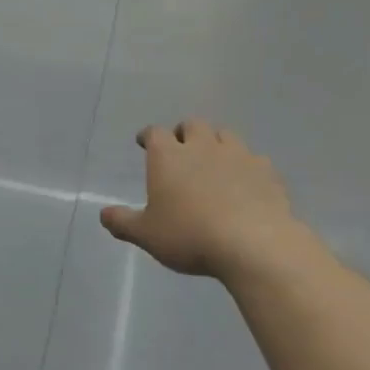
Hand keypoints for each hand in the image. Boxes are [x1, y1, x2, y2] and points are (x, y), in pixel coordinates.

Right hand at [101, 121, 314, 282]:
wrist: (253, 244)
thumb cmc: (190, 235)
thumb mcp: (147, 235)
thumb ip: (123, 222)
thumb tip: (104, 214)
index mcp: (168, 157)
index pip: (155, 133)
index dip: (148, 136)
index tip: (144, 142)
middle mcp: (202, 147)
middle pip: (192, 125)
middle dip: (184, 133)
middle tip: (181, 149)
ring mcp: (238, 155)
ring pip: (225, 135)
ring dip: (216, 143)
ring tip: (213, 161)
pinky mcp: (266, 171)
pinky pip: (253, 159)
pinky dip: (245, 166)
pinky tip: (245, 182)